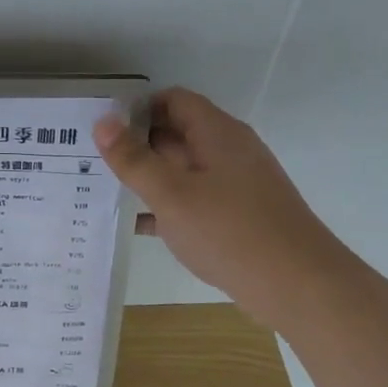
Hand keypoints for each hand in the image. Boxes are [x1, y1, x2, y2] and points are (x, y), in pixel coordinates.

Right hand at [95, 88, 349, 327]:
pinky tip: (133, 225)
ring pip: (181, 170)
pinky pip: (191, 200)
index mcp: (217, 134)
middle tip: (90, 159)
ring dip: (146, 177)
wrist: (297, 285)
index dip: (136, 108)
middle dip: (135, 143)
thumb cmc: (230, 231)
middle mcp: (228, 151)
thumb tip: (102, 122)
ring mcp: (234, 185)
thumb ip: (134, 159)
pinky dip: (164, 207)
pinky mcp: (235, 216)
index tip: (100, 127)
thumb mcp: (172, 194)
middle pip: (176, 133)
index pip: (172, 101)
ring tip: (101, 189)